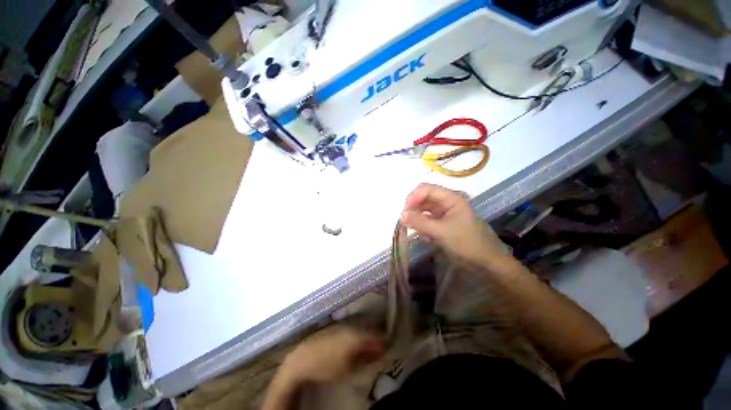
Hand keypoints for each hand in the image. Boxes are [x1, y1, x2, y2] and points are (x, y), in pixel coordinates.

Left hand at [280, 327, 384, 384]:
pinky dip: (356, 335)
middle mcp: (351, 327)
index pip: (376, 336)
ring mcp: (342, 325)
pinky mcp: (335, 327)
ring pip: (359, 329)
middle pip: (368, 331)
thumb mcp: (349, 369)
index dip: (384, 341)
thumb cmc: (326, 367)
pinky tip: (354, 344)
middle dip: (375, 339)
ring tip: (367, 348)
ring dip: (366, 337)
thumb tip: (378, 353)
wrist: (302, 360)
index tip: (388, 347)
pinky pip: (350, 329)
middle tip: (379, 349)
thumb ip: (365, 359)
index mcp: (356, 336)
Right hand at [401, 184, 502, 264]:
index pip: (426, 189)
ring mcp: (445, 211)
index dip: (413, 197)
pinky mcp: (443, 221)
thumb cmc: (466, 243)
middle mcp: (447, 201)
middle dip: (412, 207)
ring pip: (424, 208)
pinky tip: (417, 231)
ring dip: (415, 215)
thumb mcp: (441, 232)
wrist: (485, 261)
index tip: (404, 212)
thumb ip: (420, 222)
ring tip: (408, 226)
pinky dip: (420, 223)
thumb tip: (401, 215)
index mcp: (451, 198)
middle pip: (424, 197)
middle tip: (404, 220)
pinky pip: (427, 218)